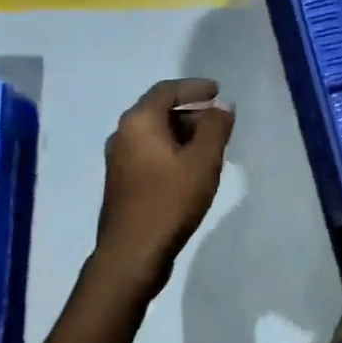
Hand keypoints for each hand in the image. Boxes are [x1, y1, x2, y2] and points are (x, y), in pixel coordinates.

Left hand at [92, 78, 234, 294]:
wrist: (131, 254)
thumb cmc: (169, 201)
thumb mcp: (203, 161)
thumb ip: (215, 128)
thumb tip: (222, 107)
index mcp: (138, 122)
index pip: (167, 91)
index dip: (194, 88)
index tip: (218, 91)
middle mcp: (123, 135)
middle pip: (159, 111)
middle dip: (192, 112)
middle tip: (220, 122)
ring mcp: (119, 161)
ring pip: (156, 135)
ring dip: (184, 134)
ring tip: (212, 147)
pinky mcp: (123, 183)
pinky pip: (151, 154)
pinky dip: (173, 152)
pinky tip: (193, 169)